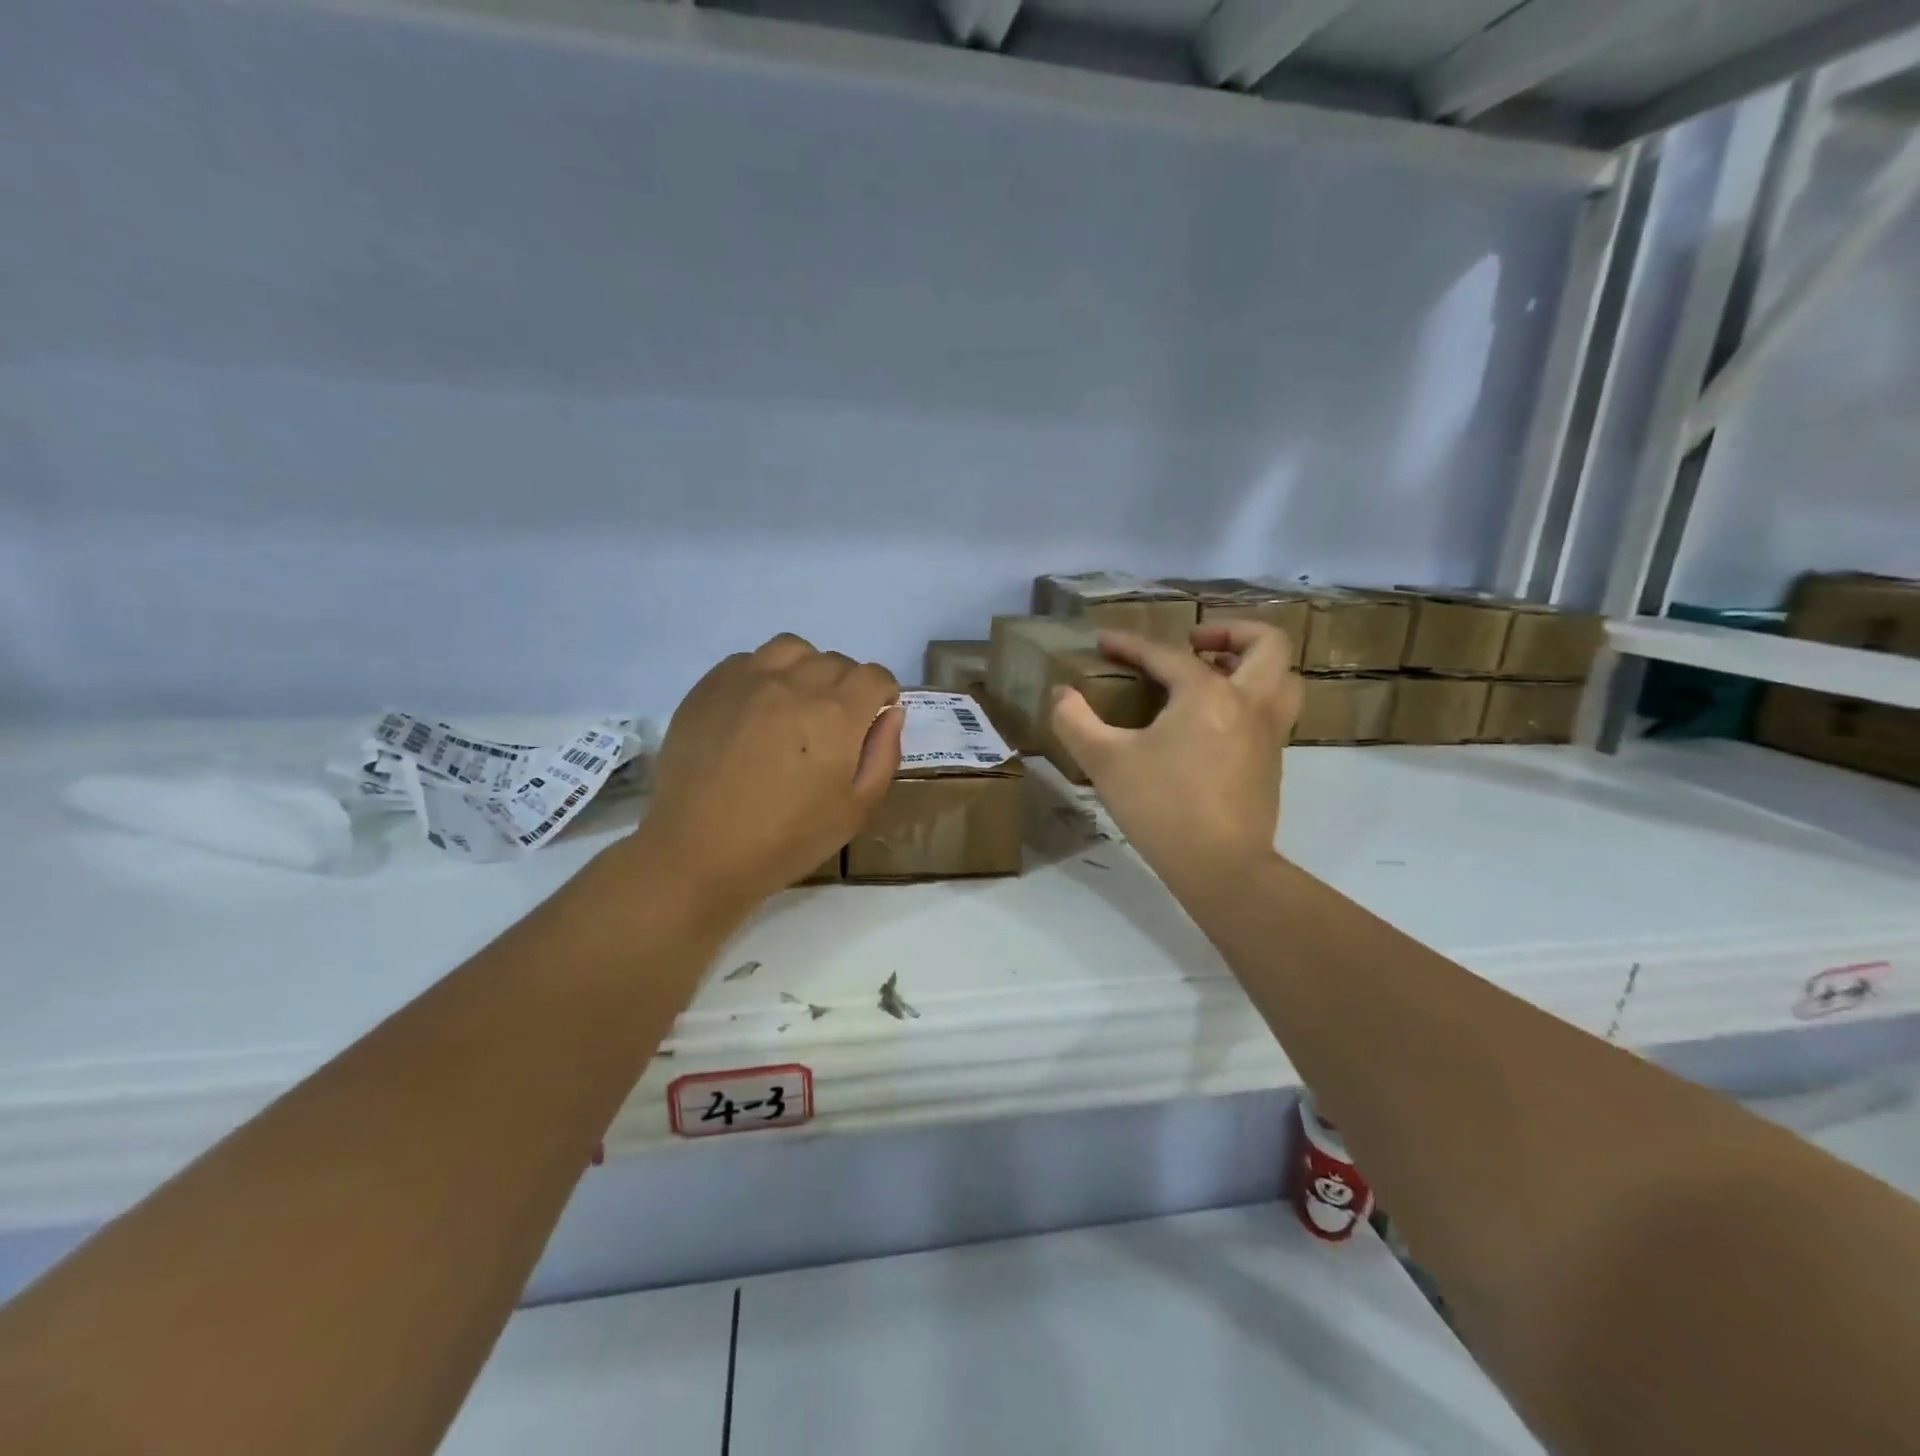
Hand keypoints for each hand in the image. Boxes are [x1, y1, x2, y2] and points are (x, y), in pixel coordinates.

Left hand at [632, 635, 901, 914]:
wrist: (698, 852)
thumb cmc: (786, 840)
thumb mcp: (856, 810)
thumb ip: (883, 755)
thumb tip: (890, 713)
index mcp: (837, 713)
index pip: (875, 675)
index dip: (881, 695)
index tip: (871, 720)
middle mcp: (795, 683)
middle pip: (836, 662)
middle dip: (846, 687)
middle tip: (831, 726)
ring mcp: (748, 679)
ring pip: (792, 649)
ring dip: (805, 669)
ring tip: (795, 704)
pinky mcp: (710, 686)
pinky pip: (748, 660)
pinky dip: (763, 675)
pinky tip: (755, 710)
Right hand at [1050, 622, 1300, 895]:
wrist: (1221, 867)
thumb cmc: (1162, 807)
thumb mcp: (1105, 762)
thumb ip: (1075, 722)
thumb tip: (1060, 695)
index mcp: (1208, 693)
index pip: (1166, 655)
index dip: (1130, 644)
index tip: (1104, 641)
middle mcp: (1248, 703)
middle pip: (1265, 645)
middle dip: (1232, 631)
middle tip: (1196, 642)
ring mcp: (1268, 734)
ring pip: (1282, 679)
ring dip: (1252, 664)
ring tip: (1214, 674)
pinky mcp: (1271, 764)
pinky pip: (1272, 712)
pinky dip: (1251, 700)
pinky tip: (1214, 724)